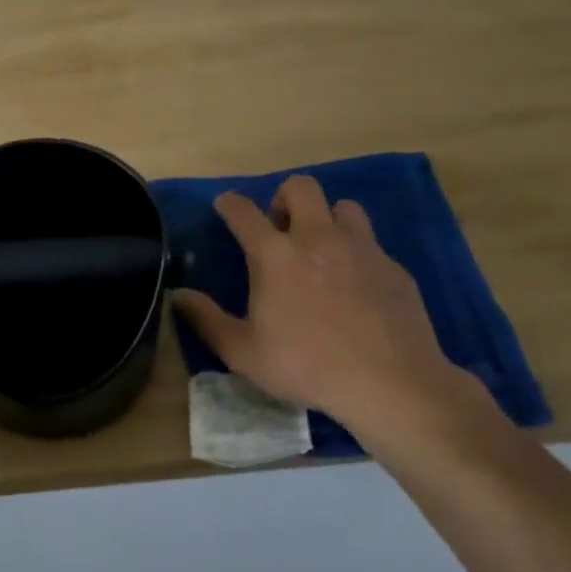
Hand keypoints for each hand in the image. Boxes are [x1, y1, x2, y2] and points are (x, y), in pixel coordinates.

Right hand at [171, 176, 487, 450]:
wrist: (391, 384)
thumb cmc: (307, 366)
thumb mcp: (243, 353)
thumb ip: (206, 319)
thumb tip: (177, 295)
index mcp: (275, 255)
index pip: (243, 211)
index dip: (229, 204)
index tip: (225, 207)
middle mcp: (317, 238)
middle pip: (300, 187)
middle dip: (284, 198)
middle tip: (280, 230)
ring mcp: (361, 249)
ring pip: (343, 207)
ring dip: (327, 219)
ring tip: (322, 251)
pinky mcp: (393, 267)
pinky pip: (371, 244)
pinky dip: (356, 254)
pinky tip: (356, 287)